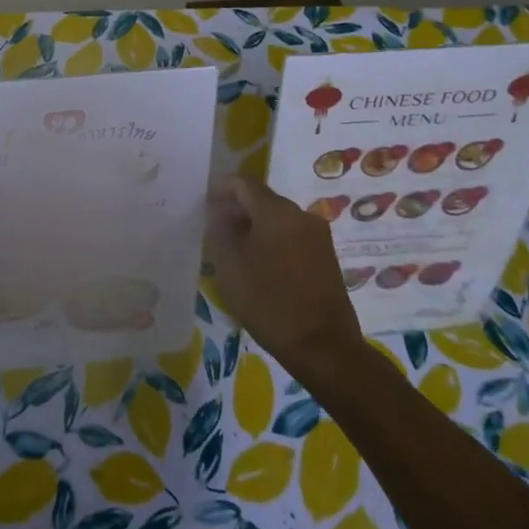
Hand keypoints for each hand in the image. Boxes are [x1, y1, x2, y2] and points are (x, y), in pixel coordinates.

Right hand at [205, 175, 364, 381]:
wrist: (323, 345)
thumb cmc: (269, 301)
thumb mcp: (230, 266)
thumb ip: (219, 230)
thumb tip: (219, 213)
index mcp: (276, 211)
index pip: (244, 183)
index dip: (220, 186)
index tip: (203, 199)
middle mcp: (301, 214)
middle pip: (262, 200)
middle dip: (236, 208)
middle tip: (213, 226)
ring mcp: (317, 235)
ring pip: (277, 219)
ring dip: (254, 226)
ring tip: (233, 247)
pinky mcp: (326, 256)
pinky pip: (291, 236)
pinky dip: (271, 240)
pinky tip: (258, 263)